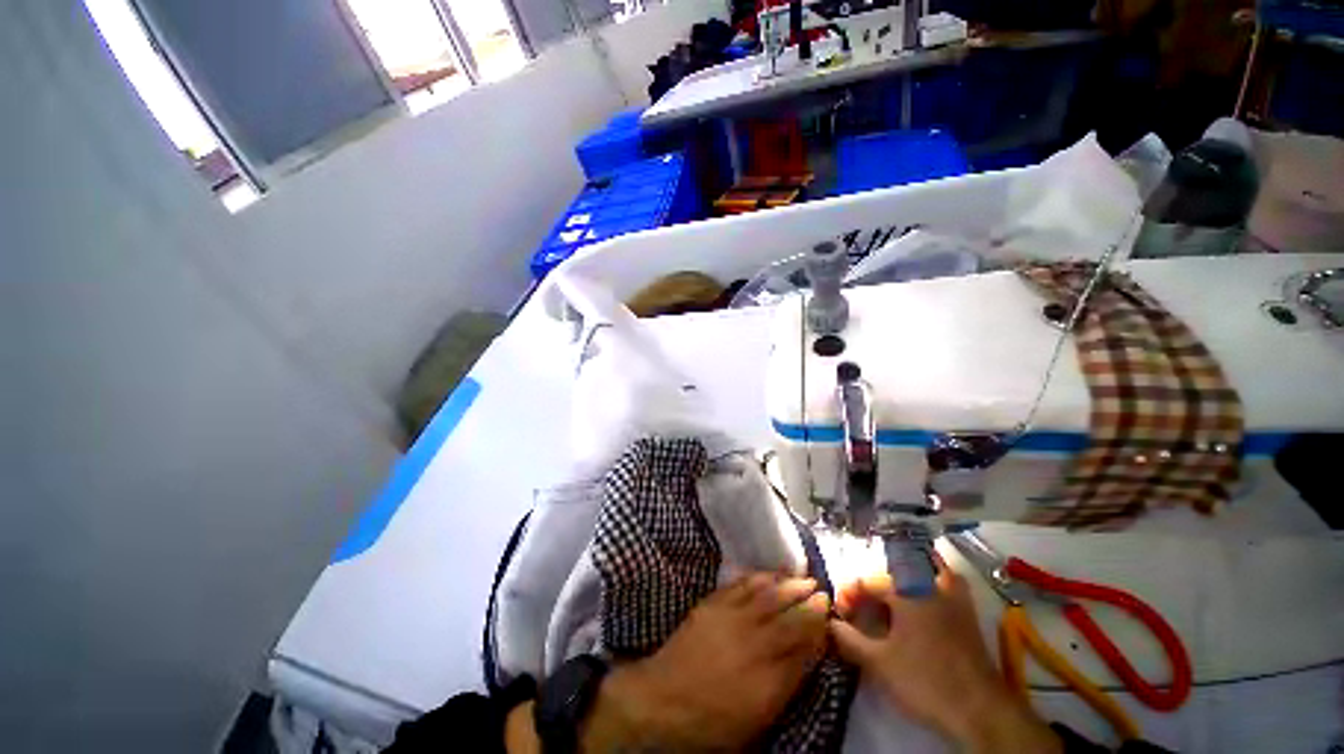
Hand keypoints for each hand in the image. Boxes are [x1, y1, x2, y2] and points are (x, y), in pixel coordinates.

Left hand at [582, 574, 830, 751]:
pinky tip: (767, 574)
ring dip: (787, 584)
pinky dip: (758, 577)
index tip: (828, 615)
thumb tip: (807, 656)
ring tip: (802, 576)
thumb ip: (785, 684)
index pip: (802, 647)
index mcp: (769, 678)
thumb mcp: (756, 718)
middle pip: (789, 617)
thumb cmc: (712, 721)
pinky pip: (741, 585)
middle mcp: (755, 643)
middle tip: (822, 590)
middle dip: (808, 601)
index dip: (817, 629)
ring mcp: (732, 619)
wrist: (663, 700)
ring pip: (767, 595)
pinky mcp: (713, 604)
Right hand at [829, 570, 1060, 753]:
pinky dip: (934, 578)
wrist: (980, 710)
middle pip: (891, 575)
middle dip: (871, 589)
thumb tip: (830, 622)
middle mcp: (927, 586)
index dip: (849, 595)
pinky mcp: (966, 614)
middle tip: (860, 610)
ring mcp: (952, 598)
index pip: (867, 583)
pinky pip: (947, 582)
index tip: (840, 614)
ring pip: (922, 572)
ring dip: (903, 575)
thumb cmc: (926, 682)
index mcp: (905, 593)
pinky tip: (926, 594)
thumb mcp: (879, 663)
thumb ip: (850, 639)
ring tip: (890, 594)